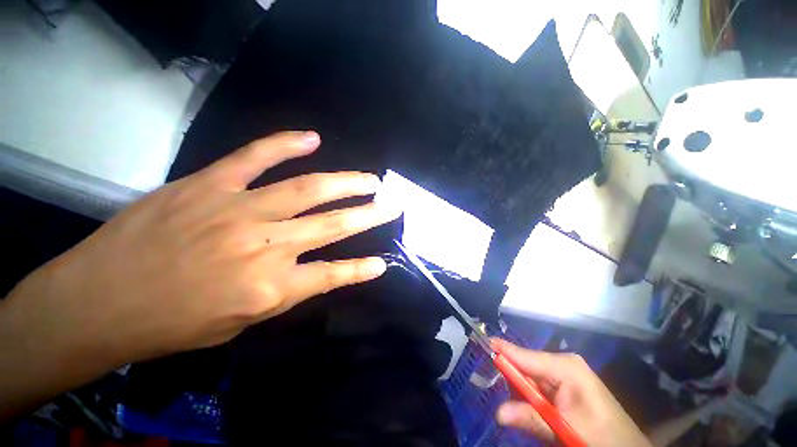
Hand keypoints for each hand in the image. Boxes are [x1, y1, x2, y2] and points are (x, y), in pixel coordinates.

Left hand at [1, 131, 398, 415]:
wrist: (98, 302)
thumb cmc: (171, 325)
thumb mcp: (239, 322)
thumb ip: (283, 292)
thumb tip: (317, 273)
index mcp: (270, 288)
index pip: (333, 275)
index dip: (361, 269)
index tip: (383, 263)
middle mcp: (265, 246)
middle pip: (333, 225)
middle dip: (370, 215)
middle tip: (391, 204)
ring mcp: (238, 209)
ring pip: (308, 189)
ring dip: (346, 182)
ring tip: (370, 179)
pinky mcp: (209, 184)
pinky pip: (256, 157)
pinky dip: (286, 144)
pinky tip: (312, 139)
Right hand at [492, 339, 651, 446]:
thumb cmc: (603, 438)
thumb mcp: (566, 429)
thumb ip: (531, 418)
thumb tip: (498, 412)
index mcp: (565, 366)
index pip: (523, 355)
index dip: (500, 350)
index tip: (478, 342)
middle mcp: (561, 365)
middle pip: (523, 365)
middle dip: (507, 378)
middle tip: (488, 386)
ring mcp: (562, 375)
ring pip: (527, 379)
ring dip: (517, 393)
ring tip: (515, 407)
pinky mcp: (561, 388)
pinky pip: (535, 389)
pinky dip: (527, 398)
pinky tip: (526, 409)